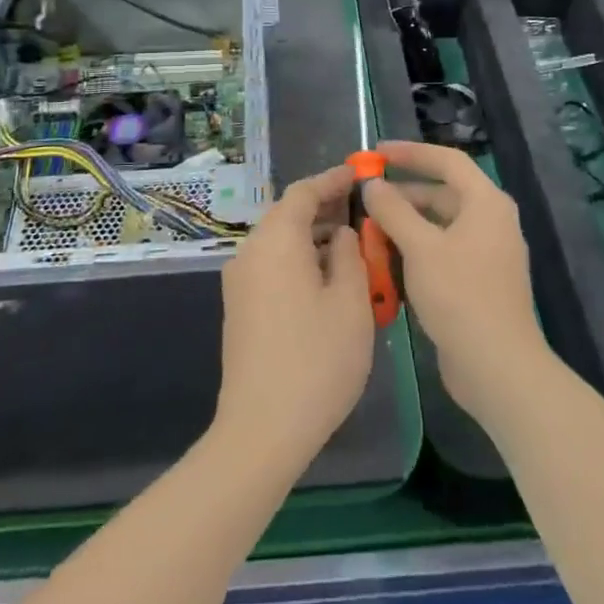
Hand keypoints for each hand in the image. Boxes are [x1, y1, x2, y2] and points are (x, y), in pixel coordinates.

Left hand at [214, 164, 374, 474]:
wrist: (262, 428)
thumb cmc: (317, 359)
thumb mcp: (350, 302)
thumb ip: (348, 255)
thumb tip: (340, 234)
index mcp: (276, 242)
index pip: (303, 192)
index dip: (332, 179)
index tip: (360, 174)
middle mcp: (250, 253)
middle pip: (287, 215)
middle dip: (325, 209)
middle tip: (363, 211)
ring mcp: (240, 283)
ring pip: (280, 243)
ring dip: (314, 237)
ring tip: (354, 245)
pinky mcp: (241, 309)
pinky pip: (273, 267)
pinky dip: (300, 261)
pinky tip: (329, 279)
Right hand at [362, 140, 550, 426]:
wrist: (497, 365)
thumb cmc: (460, 295)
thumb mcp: (420, 247)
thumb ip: (393, 210)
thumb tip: (372, 184)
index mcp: (486, 203)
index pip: (448, 161)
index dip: (411, 153)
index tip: (376, 152)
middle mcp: (491, 221)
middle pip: (443, 193)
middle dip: (404, 191)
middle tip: (365, 193)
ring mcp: (487, 253)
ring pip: (440, 225)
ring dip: (406, 223)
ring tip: (368, 226)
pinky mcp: (478, 281)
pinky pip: (443, 251)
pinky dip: (416, 248)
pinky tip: (386, 259)